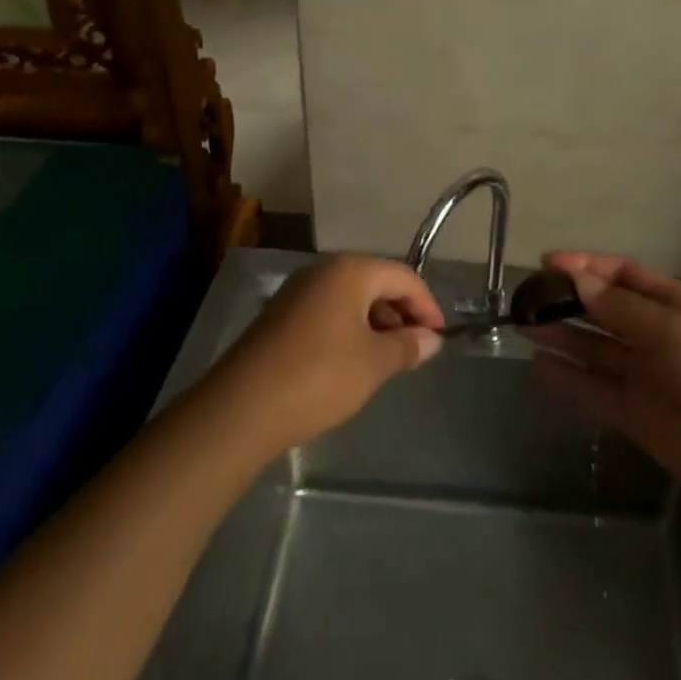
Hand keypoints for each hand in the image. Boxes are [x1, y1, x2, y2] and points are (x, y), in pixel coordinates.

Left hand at [204, 256, 444, 451]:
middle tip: (416, 348)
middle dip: (401, 312)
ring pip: (350, 298)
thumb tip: (431, 339)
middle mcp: (322, 271)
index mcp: (350, 271)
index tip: (439, 335)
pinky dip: (348, 330)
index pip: (402, 276)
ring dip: (375, 323)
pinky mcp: (278, 317)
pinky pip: (326, 312)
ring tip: (388, 359)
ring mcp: (296, 292)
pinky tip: (352, 362)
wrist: (241, 409)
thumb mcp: (374, 363)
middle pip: (375, 282)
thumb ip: (407, 346)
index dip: (426, 304)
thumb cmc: (319, 377)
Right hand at [526, 251, 680, 504]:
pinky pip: (591, 387)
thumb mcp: (672, 331)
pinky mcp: (631, 411)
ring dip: (561, 335)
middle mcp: (652, 333)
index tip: (548, 263)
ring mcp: (641, 372)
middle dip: (568, 300)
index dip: (586, 266)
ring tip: (523, 325)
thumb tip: (576, 279)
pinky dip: (566, 377)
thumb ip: (620, 308)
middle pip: (602, 309)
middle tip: (527, 296)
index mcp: (671, 304)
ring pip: (592, 347)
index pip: (621, 275)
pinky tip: (539, 366)